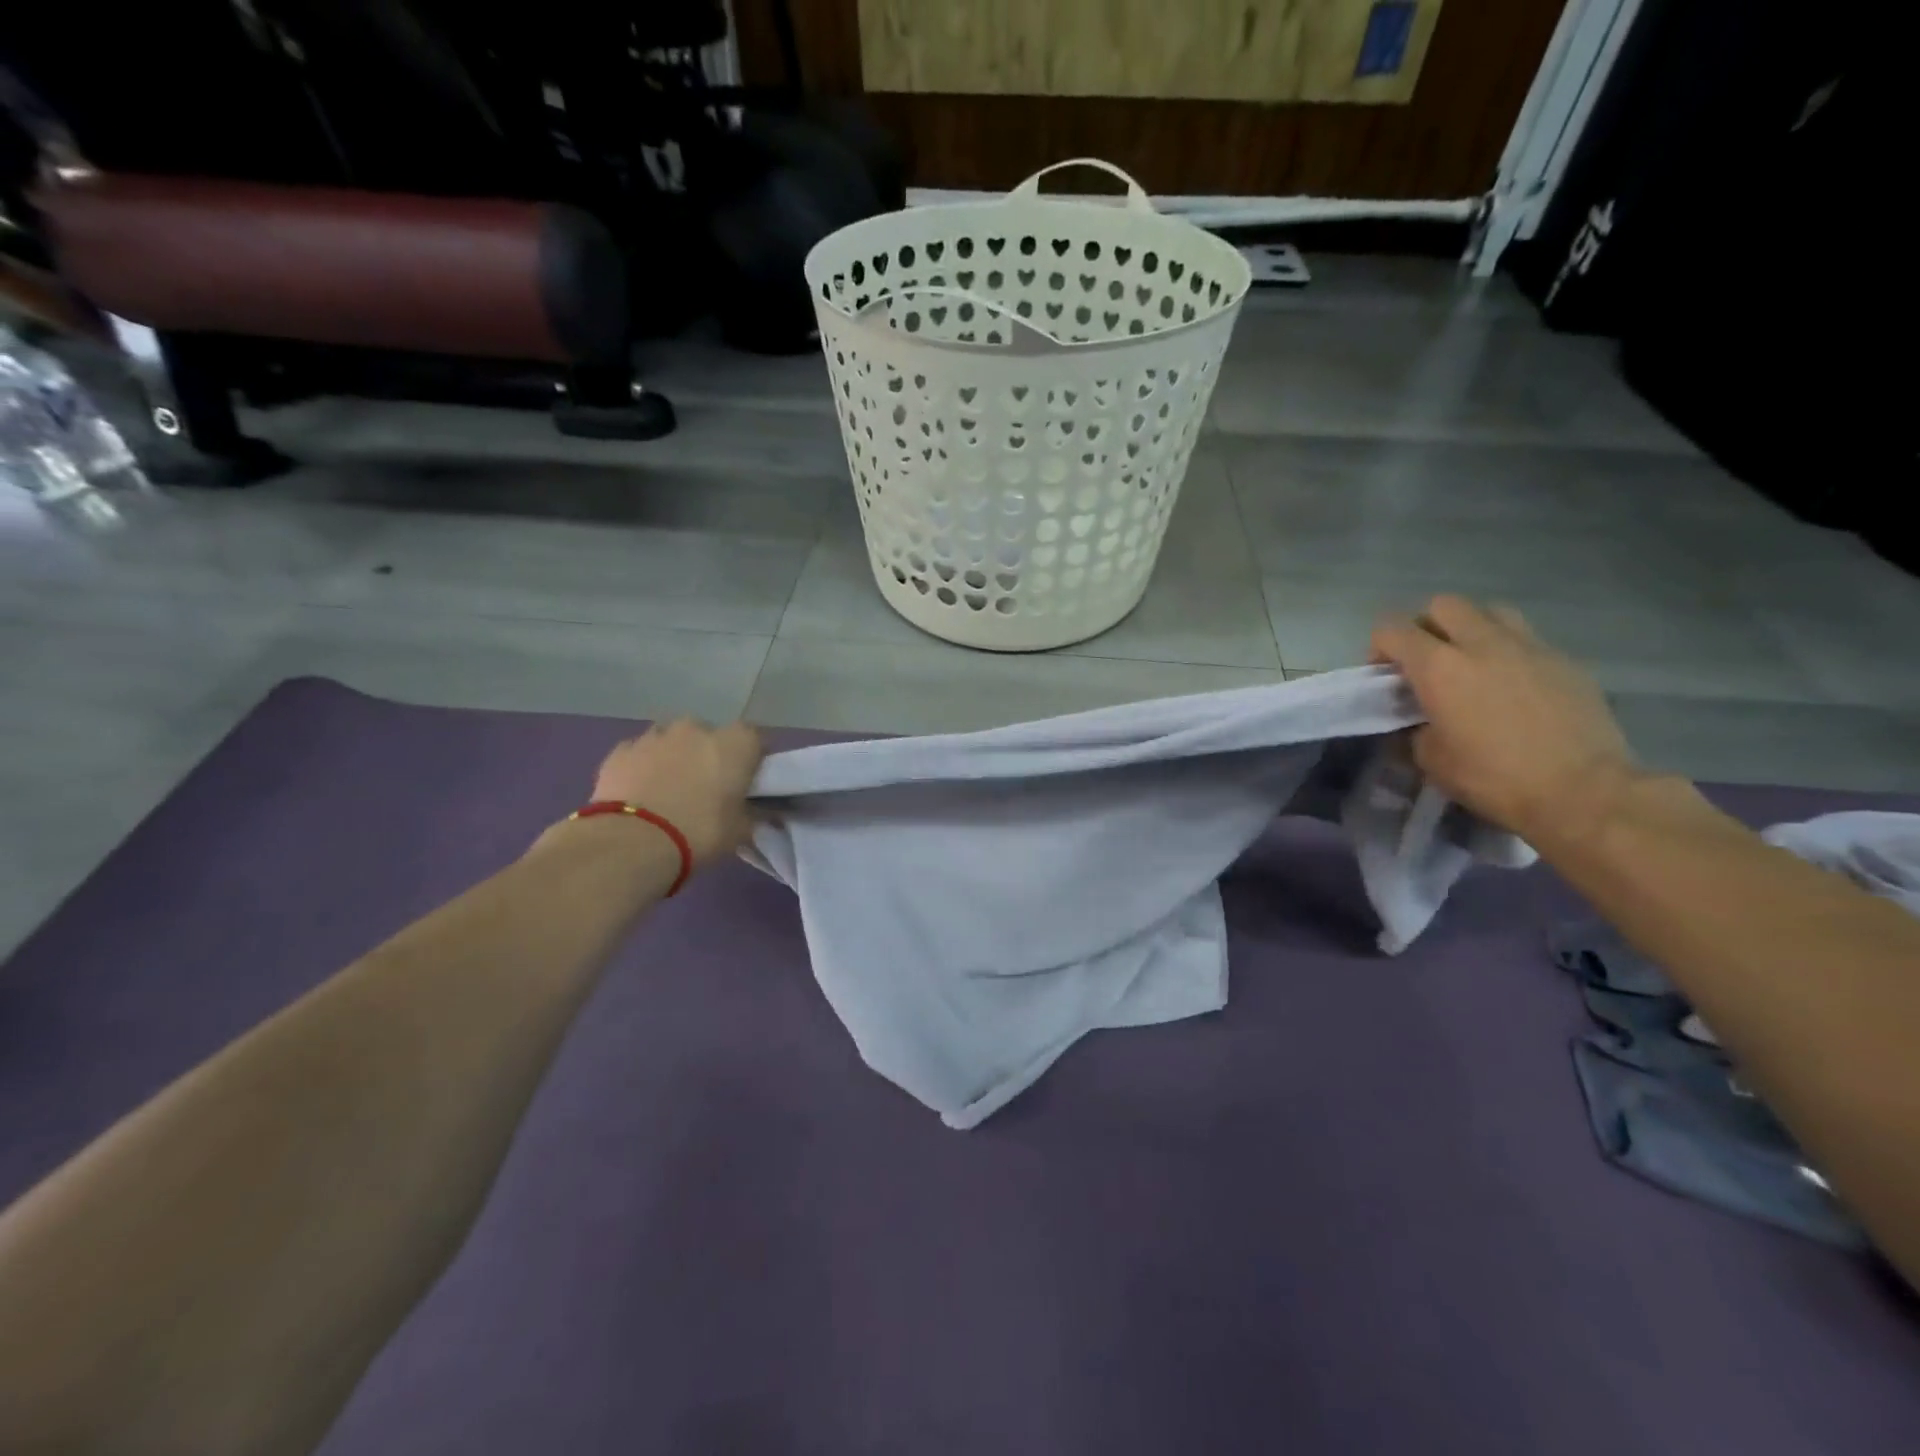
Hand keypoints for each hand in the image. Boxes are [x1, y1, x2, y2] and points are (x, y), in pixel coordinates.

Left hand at [589, 719, 763, 866]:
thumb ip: (755, 814)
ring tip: (670, 790)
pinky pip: (640, 754)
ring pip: (671, 741)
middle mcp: (696, 729)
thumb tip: (765, 811)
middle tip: (707, 788)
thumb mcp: (741, 831)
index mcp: (734, 743)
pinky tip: (641, 793)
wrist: (633, 842)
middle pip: (709, 735)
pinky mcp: (621, 751)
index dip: (752, 757)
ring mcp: (655, 736)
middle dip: (709, 755)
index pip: (754, 738)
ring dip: (674, 757)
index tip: (747, 780)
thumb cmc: (700, 831)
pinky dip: (643, 767)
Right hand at [1370, 596, 1638, 842]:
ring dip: (1471, 630)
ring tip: (1472, 664)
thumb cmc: (1493, 778)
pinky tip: (1512, 687)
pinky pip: (1526, 639)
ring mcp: (1529, 647)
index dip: (1379, 648)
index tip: (1384, 677)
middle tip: (1426, 663)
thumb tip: (1419, 719)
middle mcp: (1481, 643)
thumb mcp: (1431, 759)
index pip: (1392, 629)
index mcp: (1439, 667)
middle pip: (1443, 605)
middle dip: (1426, 627)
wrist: (1583, 792)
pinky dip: (1509, 653)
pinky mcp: (1565, 660)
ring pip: (1490, 612)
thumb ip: (1415, 726)